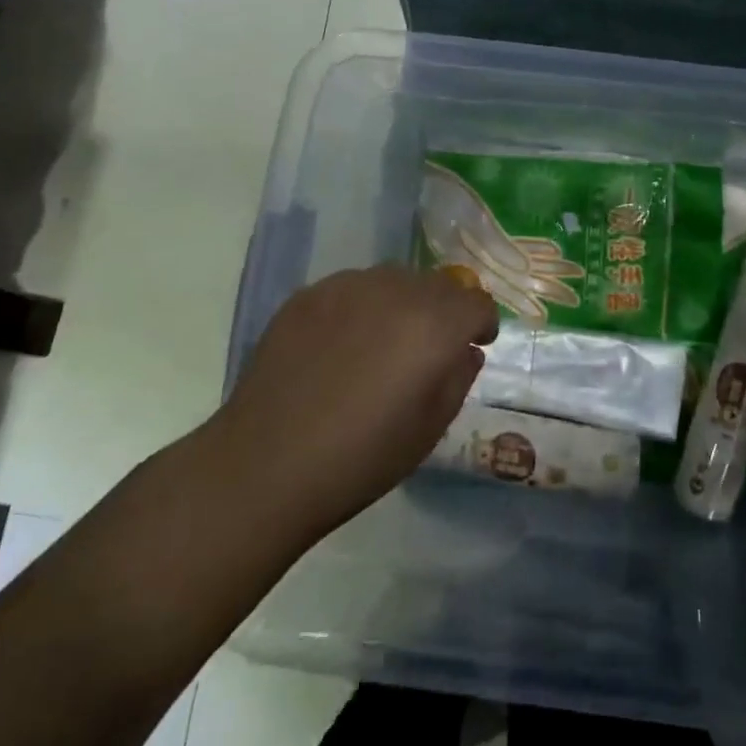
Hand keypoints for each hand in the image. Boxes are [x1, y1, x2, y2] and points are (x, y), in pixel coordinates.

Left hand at [210, 264, 497, 548]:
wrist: (264, 465)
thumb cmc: (359, 459)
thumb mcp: (429, 430)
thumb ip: (458, 378)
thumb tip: (464, 351)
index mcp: (434, 325)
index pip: (477, 302)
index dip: (481, 325)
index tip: (472, 346)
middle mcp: (397, 291)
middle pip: (439, 284)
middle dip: (444, 311)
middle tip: (425, 350)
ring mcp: (349, 286)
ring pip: (395, 280)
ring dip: (402, 304)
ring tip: (380, 344)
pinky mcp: (309, 293)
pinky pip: (353, 288)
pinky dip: (360, 308)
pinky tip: (339, 347)